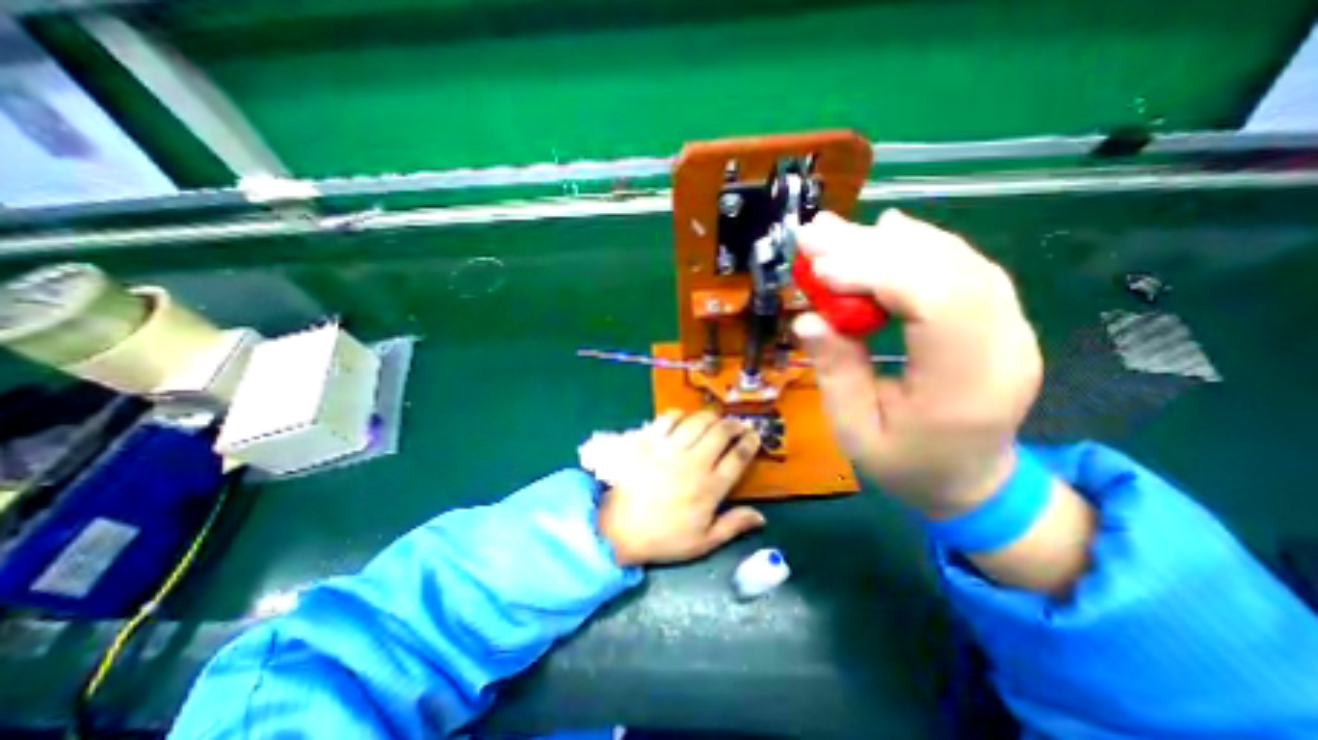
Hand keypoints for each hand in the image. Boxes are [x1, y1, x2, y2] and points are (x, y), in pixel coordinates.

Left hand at [597, 411, 761, 565]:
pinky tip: (684, 418)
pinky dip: (679, 414)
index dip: (750, 443)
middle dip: (734, 424)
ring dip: (711, 416)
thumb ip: (733, 526)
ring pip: (697, 421)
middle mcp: (693, 463)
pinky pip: (668, 418)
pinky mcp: (648, 441)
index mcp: (710, 488)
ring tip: (715, 418)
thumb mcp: (703, 542)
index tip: (754, 436)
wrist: (618, 531)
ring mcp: (669, 449)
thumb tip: (761, 517)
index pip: (738, 457)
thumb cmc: (663, 538)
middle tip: (738, 424)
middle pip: (721, 433)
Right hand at [787, 209, 1047, 520]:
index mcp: (967, 387)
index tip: (820, 269)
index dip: (877, 274)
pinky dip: (917, 245)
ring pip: (955, 260)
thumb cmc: (907, 465)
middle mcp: (1004, 346)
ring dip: (889, 241)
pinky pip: (960, 267)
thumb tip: (808, 320)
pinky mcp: (997, 317)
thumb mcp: (855, 433)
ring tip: (835, 231)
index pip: (938, 304)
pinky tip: (885, 230)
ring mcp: (1010, 327)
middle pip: (946, 271)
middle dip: (873, 247)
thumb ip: (836, 375)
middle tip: (815, 234)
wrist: (971, 480)